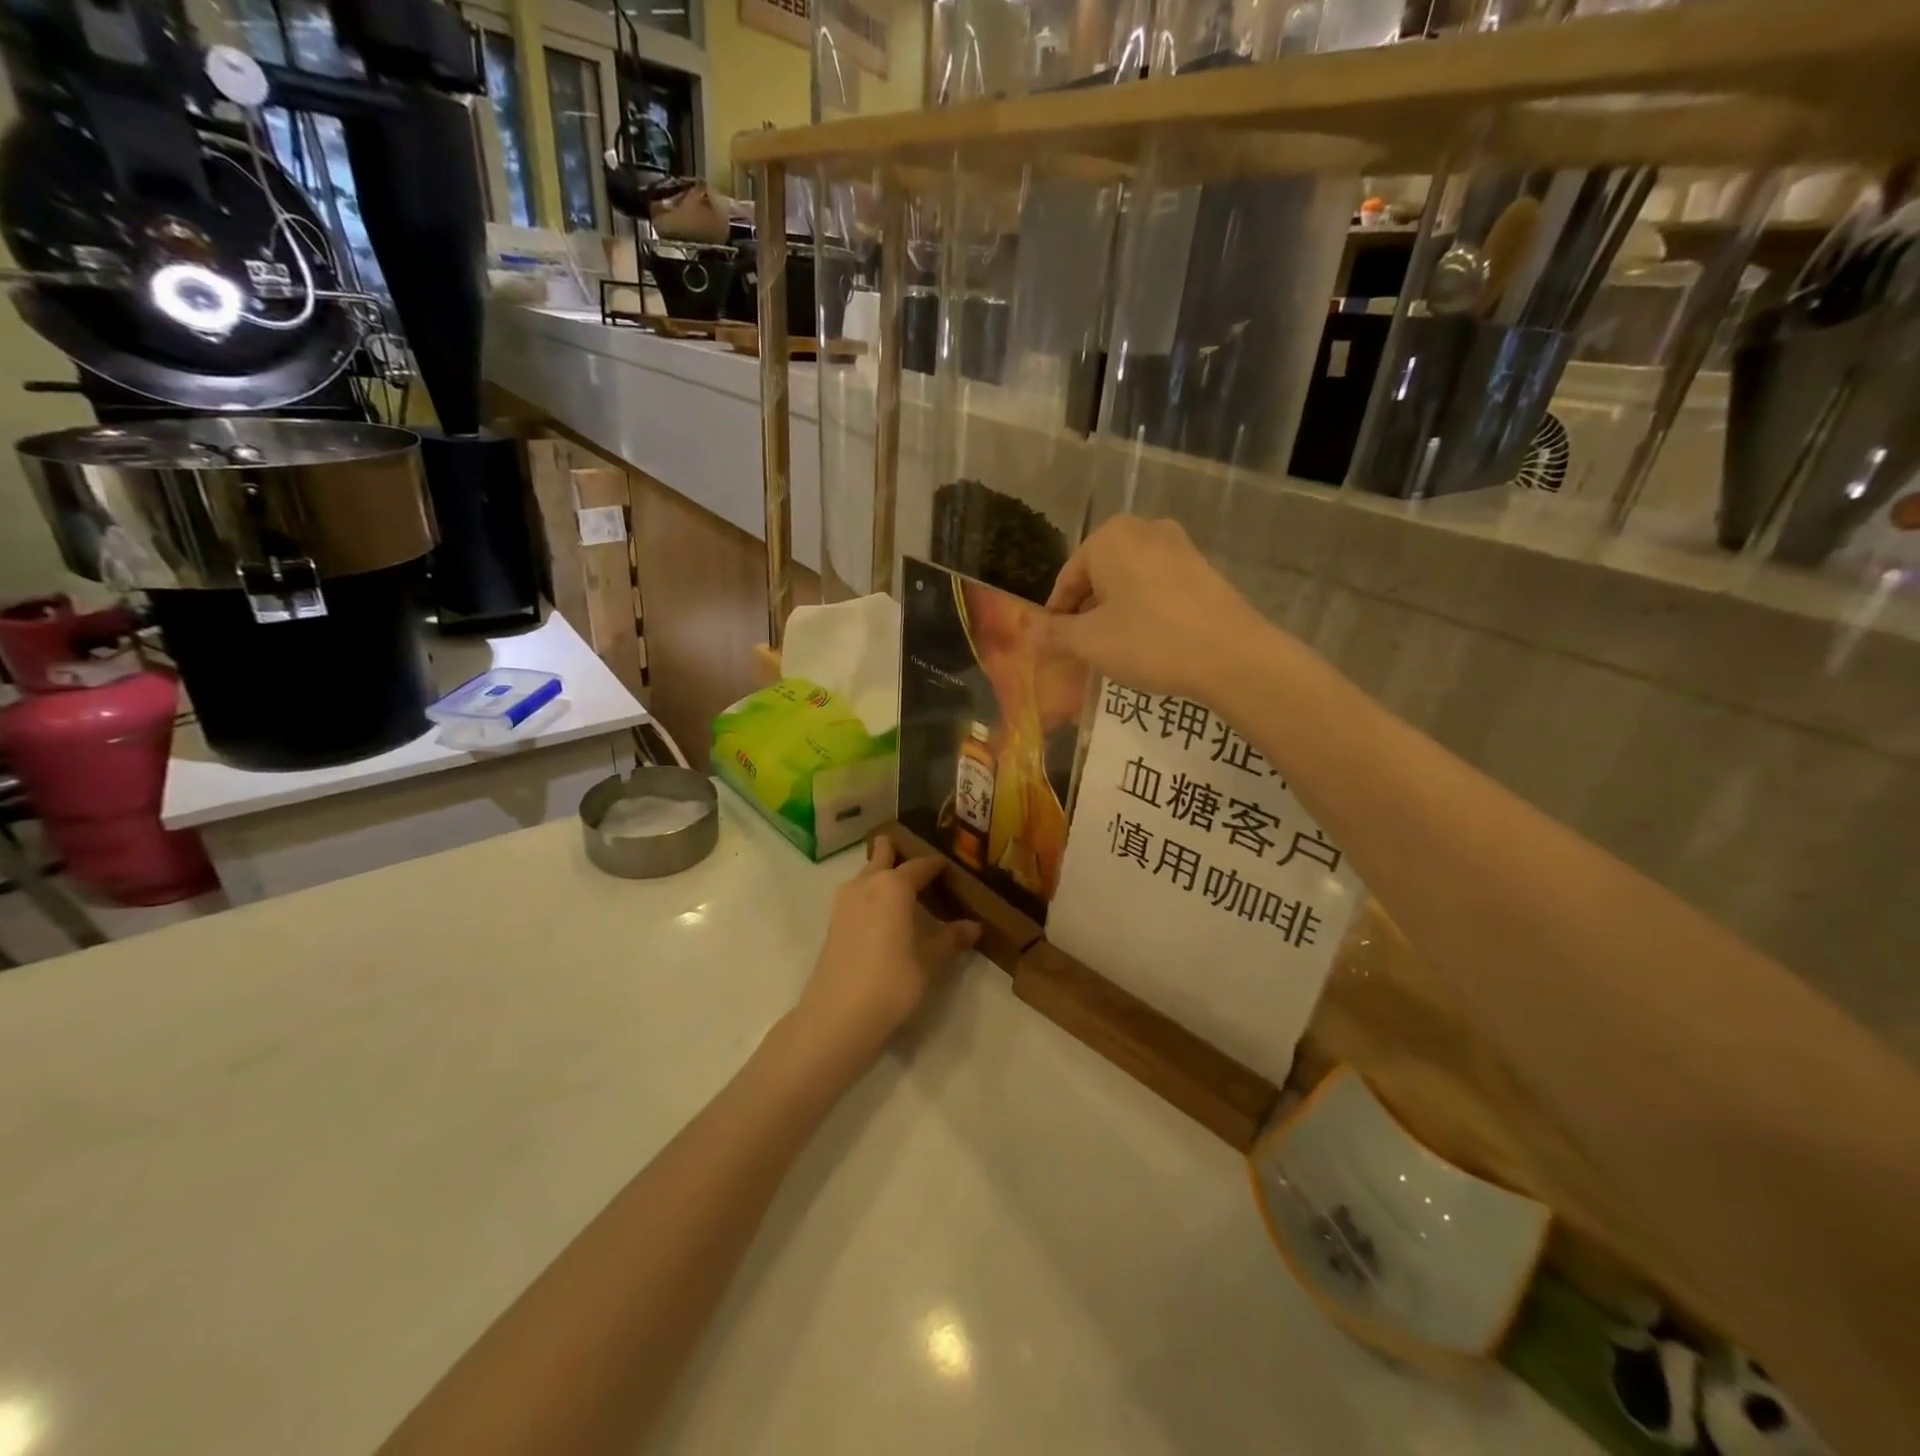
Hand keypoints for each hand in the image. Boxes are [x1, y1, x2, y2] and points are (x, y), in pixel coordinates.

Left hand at [796, 838, 980, 1060]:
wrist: (838, 1014)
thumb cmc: (892, 980)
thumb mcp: (930, 961)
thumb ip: (951, 939)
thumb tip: (973, 926)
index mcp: (893, 885)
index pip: (920, 865)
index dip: (935, 865)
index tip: (948, 867)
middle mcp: (866, 883)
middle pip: (882, 857)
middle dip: (896, 853)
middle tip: (913, 857)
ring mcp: (844, 902)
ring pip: (866, 875)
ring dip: (880, 874)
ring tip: (900, 888)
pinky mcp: (833, 923)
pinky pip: (857, 895)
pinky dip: (870, 895)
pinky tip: (882, 914)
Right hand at [1041, 517, 1269, 700]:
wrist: (1232, 655)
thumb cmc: (1149, 641)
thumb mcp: (1089, 642)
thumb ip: (1053, 634)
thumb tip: (1027, 633)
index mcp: (1110, 537)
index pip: (1068, 579)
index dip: (1057, 615)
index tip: (1054, 646)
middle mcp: (1145, 529)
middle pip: (1099, 576)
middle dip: (1087, 612)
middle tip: (1082, 650)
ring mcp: (1179, 546)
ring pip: (1129, 582)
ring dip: (1115, 612)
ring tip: (1114, 649)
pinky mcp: (1203, 569)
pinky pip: (1158, 587)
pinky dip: (1144, 611)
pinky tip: (1148, 642)